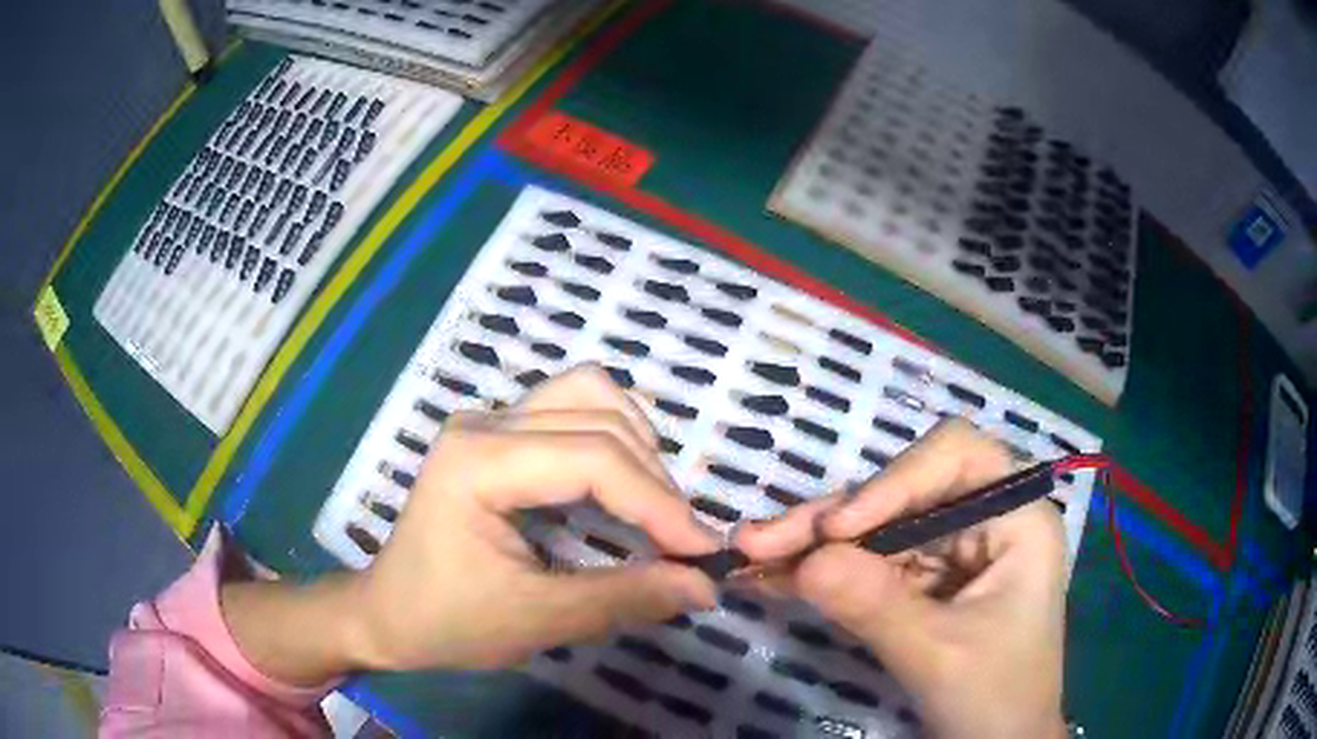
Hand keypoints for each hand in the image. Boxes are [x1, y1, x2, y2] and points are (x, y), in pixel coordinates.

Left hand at [222, 366, 717, 683]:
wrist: (387, 612)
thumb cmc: (447, 621)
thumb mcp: (534, 620)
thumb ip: (622, 599)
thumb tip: (704, 587)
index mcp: (477, 463)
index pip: (593, 459)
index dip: (660, 504)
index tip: (703, 553)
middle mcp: (484, 423)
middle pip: (598, 418)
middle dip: (654, 480)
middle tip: (681, 542)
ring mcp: (488, 420)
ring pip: (589, 394)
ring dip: (637, 446)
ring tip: (655, 508)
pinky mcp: (496, 432)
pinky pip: (572, 406)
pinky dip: (613, 437)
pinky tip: (622, 481)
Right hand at [735, 419, 1067, 738]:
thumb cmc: (995, 698)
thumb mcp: (938, 655)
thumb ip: (875, 606)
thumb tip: (804, 563)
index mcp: (1018, 517)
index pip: (956, 458)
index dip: (895, 479)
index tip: (837, 529)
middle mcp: (985, 519)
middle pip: (903, 492)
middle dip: (833, 519)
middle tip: (760, 542)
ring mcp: (952, 551)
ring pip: (878, 526)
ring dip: (815, 544)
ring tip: (752, 560)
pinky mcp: (925, 582)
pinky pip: (870, 563)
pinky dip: (824, 572)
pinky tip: (776, 579)